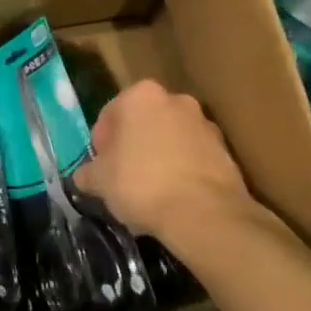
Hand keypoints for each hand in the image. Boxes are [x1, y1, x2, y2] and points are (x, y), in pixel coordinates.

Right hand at [74, 80, 255, 247]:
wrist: (205, 215)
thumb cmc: (142, 184)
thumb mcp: (100, 181)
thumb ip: (88, 173)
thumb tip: (85, 177)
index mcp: (140, 95)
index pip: (110, 115)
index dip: (101, 144)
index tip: (102, 169)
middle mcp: (175, 99)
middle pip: (143, 123)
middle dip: (133, 146)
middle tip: (124, 178)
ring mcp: (204, 124)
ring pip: (170, 139)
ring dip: (160, 157)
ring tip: (152, 193)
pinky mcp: (226, 151)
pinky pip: (194, 158)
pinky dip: (183, 171)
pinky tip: (175, 199)